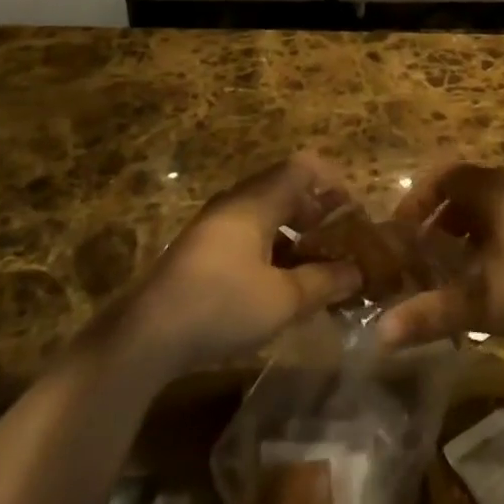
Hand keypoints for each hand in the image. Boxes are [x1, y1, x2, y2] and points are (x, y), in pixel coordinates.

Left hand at [122, 155, 362, 378]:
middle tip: (341, 240)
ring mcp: (214, 225)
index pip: (301, 167)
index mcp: (256, 201)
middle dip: (317, 210)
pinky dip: (273, 247)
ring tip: (317, 265)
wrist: (147, 336)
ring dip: (295, 232)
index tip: (353, 209)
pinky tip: (281, 282)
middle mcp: (235, 203)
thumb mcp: (283, 299)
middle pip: (284, 189)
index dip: (332, 181)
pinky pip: (248, 233)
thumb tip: (356, 272)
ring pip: (266, 214)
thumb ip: (324, 282)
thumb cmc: (221, 306)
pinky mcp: (202, 250)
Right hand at [377, 163, 503, 349]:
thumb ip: (431, 313)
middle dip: (439, 224)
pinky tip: (495, 286)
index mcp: (491, 191)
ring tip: (454, 275)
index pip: (443, 177)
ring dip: (466, 239)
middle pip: (466, 195)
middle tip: (422, 257)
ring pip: (491, 215)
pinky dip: (492, 249)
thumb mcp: (482, 302)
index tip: (401, 233)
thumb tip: (379, 335)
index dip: (417, 201)